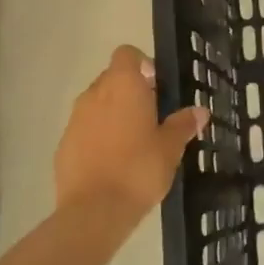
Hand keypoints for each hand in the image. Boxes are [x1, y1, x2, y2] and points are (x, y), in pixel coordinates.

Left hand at [53, 46, 208, 219]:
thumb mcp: (171, 147)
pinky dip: (98, 136)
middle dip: (130, 91)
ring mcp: (75, 120)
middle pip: (111, 78)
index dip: (143, 64)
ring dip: (113, 113)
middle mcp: (95, 94)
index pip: (127, 54)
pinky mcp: (63, 145)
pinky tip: (113, 162)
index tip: (157, 86)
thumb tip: (200, 111)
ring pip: (96, 104)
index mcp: (124, 86)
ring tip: (133, 141)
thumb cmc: (139, 168)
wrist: (94, 210)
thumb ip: (184, 124)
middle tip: (152, 116)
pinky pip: (84, 129)